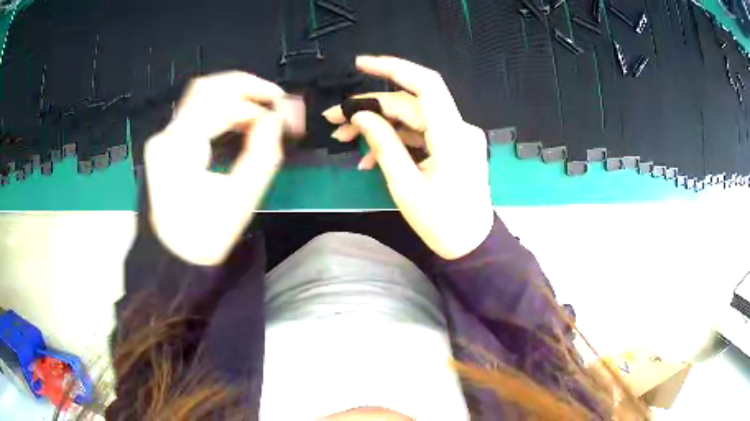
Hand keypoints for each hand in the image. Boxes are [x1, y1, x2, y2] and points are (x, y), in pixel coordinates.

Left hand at [145, 72, 302, 264]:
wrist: (173, 255)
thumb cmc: (205, 234)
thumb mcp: (241, 197)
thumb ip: (262, 152)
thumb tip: (275, 119)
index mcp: (182, 145)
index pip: (219, 93)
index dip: (256, 90)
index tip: (282, 105)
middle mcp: (168, 134)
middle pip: (208, 88)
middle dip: (246, 90)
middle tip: (274, 104)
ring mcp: (165, 138)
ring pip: (203, 99)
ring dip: (235, 102)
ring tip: (262, 118)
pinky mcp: (168, 145)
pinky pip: (198, 115)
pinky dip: (223, 114)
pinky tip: (241, 126)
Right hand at [323, 56, 493, 259]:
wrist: (471, 245)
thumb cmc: (442, 223)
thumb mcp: (405, 186)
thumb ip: (382, 144)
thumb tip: (360, 116)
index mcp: (452, 135)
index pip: (425, 84)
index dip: (393, 68)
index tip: (360, 65)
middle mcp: (458, 128)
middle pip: (409, 104)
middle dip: (369, 108)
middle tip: (334, 121)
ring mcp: (456, 136)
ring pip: (411, 118)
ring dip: (378, 125)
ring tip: (344, 139)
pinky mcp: (452, 146)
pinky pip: (420, 134)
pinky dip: (395, 140)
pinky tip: (369, 157)